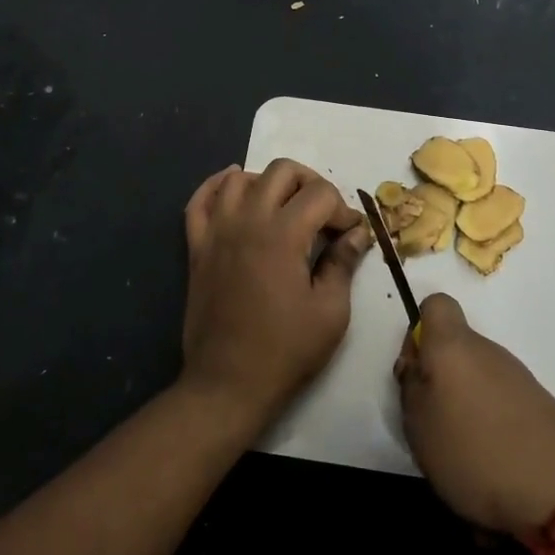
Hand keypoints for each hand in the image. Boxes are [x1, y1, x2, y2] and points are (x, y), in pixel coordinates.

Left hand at [179, 160, 370, 435]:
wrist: (228, 383)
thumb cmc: (286, 350)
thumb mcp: (330, 311)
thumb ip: (343, 263)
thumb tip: (357, 234)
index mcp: (283, 235)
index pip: (320, 194)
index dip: (343, 210)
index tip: (352, 236)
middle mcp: (247, 221)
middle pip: (282, 171)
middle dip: (311, 184)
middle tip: (324, 215)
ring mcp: (217, 232)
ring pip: (240, 178)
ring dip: (268, 183)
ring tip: (284, 207)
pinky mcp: (197, 247)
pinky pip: (200, 201)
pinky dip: (216, 186)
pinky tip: (233, 187)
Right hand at [395, 294, 554, 536]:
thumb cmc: (475, 452)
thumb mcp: (419, 426)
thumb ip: (411, 389)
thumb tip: (418, 368)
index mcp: (453, 347)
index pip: (435, 305)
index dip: (420, 332)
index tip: (415, 371)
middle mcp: (488, 351)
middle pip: (456, 350)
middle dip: (441, 380)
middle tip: (433, 425)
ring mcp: (518, 378)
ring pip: (478, 380)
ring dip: (466, 408)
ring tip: (463, 457)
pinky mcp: (541, 406)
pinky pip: (502, 406)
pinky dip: (493, 430)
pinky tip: (494, 469)